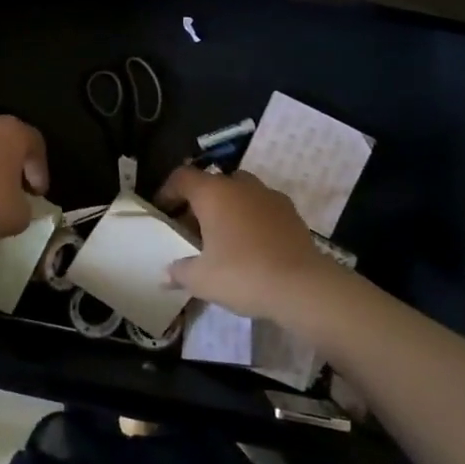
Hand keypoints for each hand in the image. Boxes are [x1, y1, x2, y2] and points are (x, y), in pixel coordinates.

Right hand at [155, 167, 337, 322]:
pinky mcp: (291, 211)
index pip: (182, 177)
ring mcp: (268, 195)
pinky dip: (252, 218)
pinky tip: (252, 244)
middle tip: (192, 229)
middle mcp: (239, 185)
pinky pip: (262, 207)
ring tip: (223, 236)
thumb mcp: (202, 279)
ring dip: (228, 207)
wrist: (302, 286)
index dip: (168, 191)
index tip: (163, 211)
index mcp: (212, 192)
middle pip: (212, 183)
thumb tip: (165, 275)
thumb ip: (180, 272)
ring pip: (240, 192)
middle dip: (200, 201)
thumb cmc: (242, 275)